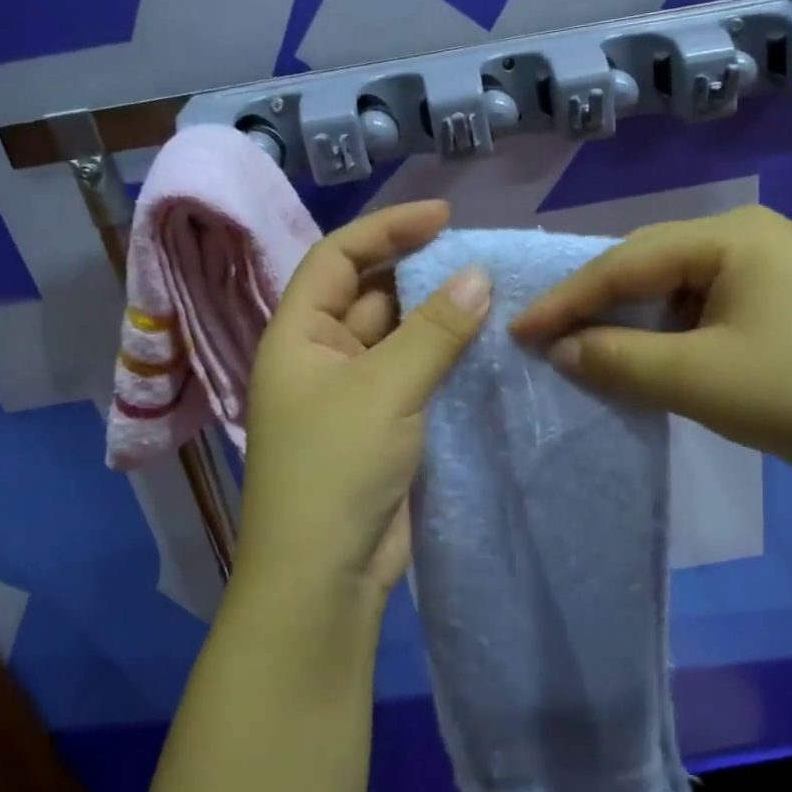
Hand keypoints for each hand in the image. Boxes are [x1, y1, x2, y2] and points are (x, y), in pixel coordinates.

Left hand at [236, 201, 490, 604]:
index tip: (445, 218)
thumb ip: (434, 331)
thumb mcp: (385, 388)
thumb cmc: (336, 468)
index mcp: (299, 335)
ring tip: (492, 298)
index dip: (388, 229)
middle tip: (479, 261)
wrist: (326, 573)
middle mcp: (322, 357)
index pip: (338, 258)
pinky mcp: (383, 426)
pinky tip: (485, 348)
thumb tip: (478, 276)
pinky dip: (445, 360)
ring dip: (438, 319)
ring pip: (399, 338)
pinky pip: (415, 376)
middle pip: (371, 295)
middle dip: (420, 273)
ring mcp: (353, 394)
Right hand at [510, 205, 791, 500]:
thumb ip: (618, 358)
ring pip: (680, 289)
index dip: (567, 299)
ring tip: (595, 353)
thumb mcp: (697, 379)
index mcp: (731, 235)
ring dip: (637, 323)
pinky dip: (674, 334)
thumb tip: (560, 348)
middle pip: (653, 267)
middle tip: (549, 339)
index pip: (626, 262)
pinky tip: (658, 358)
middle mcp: (752, 235)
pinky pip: (710, 307)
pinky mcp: (788, 300)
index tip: (518, 329)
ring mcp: (775, 266)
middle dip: (600, 306)